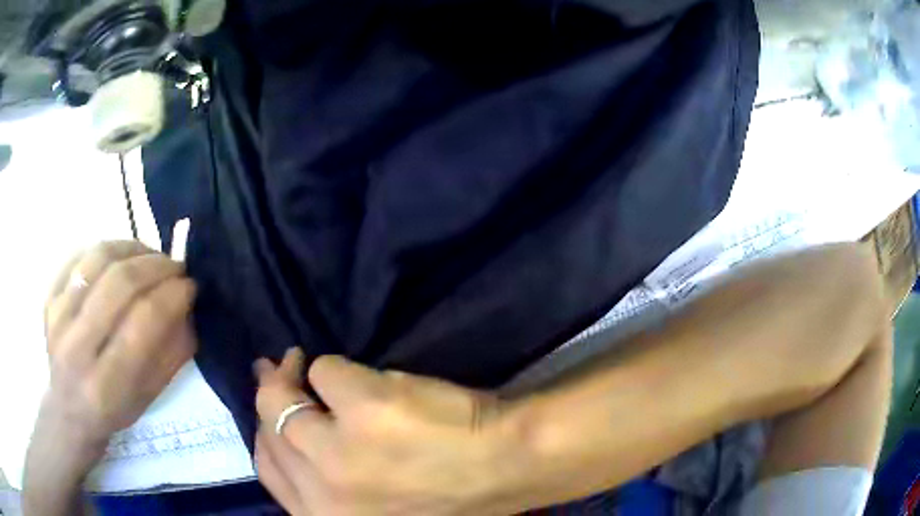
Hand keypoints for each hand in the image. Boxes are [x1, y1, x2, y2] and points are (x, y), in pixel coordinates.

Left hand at [40, 240, 196, 448]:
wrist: (68, 411)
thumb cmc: (113, 411)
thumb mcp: (149, 397)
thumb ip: (171, 354)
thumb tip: (188, 306)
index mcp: (107, 383)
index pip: (143, 322)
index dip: (172, 295)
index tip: (190, 286)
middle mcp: (78, 347)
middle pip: (119, 283)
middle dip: (155, 266)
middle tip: (175, 265)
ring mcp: (58, 317)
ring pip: (98, 259)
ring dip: (132, 249)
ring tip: (150, 255)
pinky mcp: (49, 297)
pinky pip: (79, 256)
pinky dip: (106, 250)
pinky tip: (121, 257)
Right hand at [254, 349, 523, 515]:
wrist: (506, 467)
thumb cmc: (445, 492)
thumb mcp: (370, 504)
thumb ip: (327, 480)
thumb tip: (296, 427)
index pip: (269, 472)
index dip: (267, 435)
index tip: (272, 411)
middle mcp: (322, 494)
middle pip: (269, 433)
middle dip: (268, 398)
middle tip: (276, 374)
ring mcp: (338, 452)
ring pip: (283, 401)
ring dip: (291, 376)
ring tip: (299, 363)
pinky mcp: (364, 409)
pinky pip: (327, 371)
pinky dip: (335, 369)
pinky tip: (354, 375)